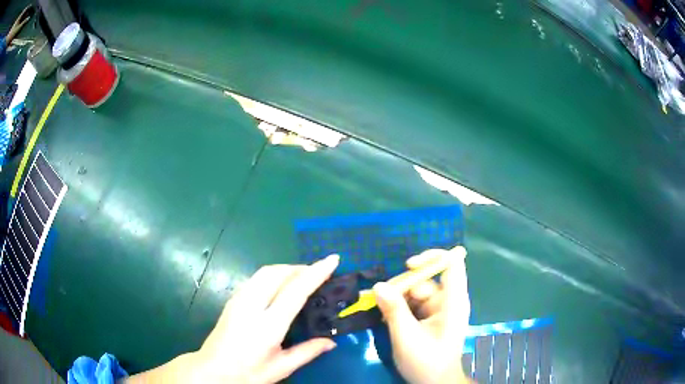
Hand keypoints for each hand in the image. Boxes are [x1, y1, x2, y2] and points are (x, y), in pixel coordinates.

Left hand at [124, 255, 339, 383]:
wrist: (212, 370)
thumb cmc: (248, 373)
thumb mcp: (281, 368)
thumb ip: (307, 352)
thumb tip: (331, 341)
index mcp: (268, 325)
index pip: (295, 291)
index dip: (316, 273)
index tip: (332, 259)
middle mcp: (251, 306)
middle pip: (277, 273)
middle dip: (300, 267)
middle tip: (318, 273)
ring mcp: (238, 300)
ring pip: (264, 272)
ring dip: (286, 269)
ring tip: (302, 277)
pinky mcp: (232, 300)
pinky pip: (256, 278)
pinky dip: (273, 275)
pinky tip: (280, 287)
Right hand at [373, 246, 470, 383]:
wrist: (434, 383)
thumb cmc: (426, 362)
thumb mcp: (406, 337)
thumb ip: (394, 310)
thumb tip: (378, 285)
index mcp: (453, 301)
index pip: (452, 264)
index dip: (432, 257)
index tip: (408, 266)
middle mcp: (448, 301)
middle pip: (426, 280)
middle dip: (401, 286)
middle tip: (377, 298)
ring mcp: (439, 309)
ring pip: (415, 292)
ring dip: (396, 299)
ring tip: (378, 310)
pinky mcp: (430, 317)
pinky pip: (413, 304)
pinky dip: (399, 307)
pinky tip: (386, 317)